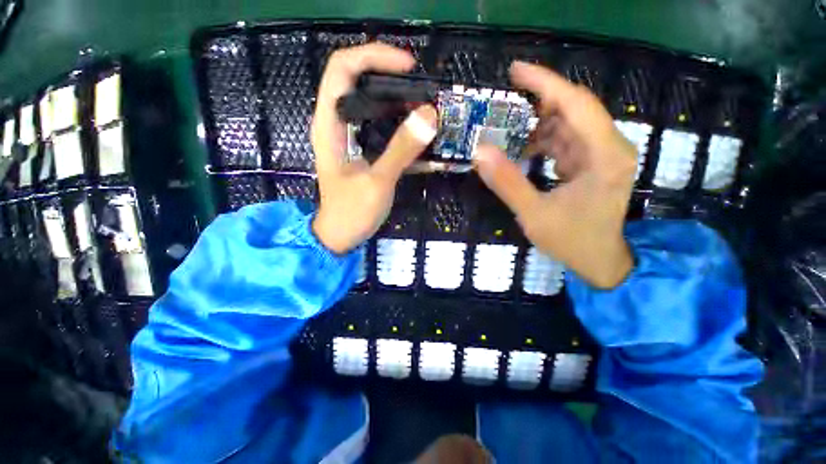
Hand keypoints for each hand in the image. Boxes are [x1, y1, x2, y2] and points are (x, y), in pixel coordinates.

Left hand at [311, 44, 437, 253]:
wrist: (341, 236)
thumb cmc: (351, 212)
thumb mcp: (376, 182)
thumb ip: (400, 150)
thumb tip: (429, 115)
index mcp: (330, 123)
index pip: (343, 68)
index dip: (374, 56)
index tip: (409, 67)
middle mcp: (339, 123)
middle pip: (362, 82)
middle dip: (395, 81)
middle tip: (425, 94)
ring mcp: (353, 137)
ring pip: (377, 107)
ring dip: (404, 106)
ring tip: (430, 115)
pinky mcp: (366, 150)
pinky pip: (386, 130)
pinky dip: (405, 129)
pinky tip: (424, 139)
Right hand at [474, 62, 636, 288]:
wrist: (600, 260)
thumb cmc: (572, 240)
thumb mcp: (534, 214)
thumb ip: (507, 183)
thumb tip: (480, 152)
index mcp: (604, 156)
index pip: (576, 104)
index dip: (545, 83)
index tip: (515, 71)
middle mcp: (609, 147)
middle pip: (573, 109)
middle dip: (537, 102)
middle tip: (503, 102)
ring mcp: (602, 154)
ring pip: (567, 125)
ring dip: (537, 124)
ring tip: (507, 130)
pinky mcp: (592, 162)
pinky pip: (565, 141)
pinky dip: (542, 140)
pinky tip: (523, 149)